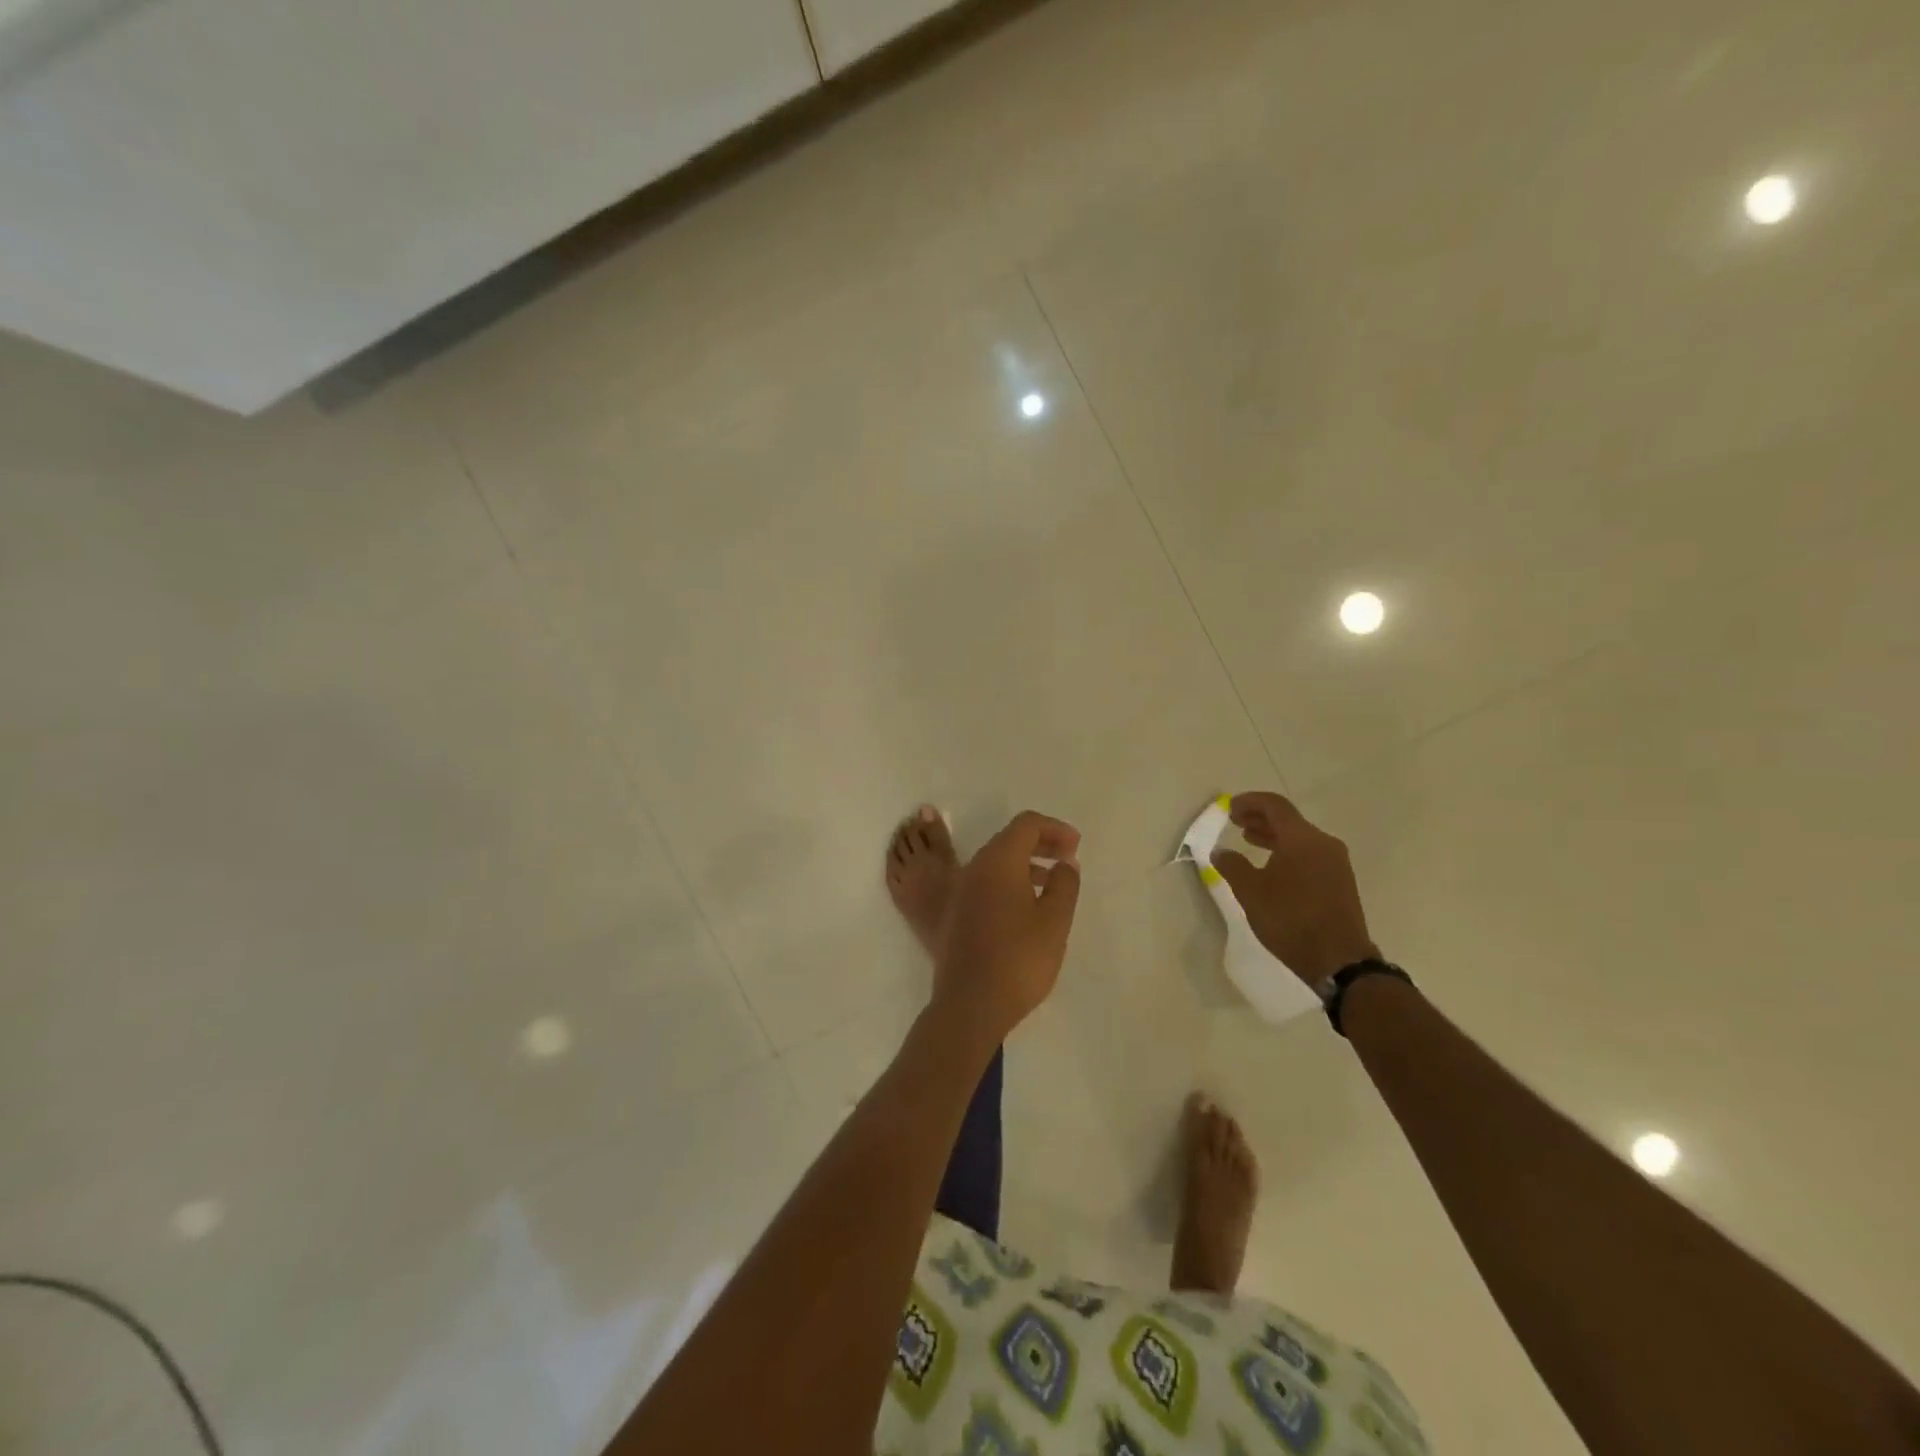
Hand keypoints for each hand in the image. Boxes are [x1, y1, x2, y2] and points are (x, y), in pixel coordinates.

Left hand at [933, 810, 1082, 1040]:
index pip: (1026, 824)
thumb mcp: (1055, 921)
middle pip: (1009, 840)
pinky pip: (986, 883)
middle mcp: (975, 868)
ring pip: (997, 863)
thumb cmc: (1019, 958)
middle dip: (1042, 843)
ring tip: (1054, 883)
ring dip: (1026, 865)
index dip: (1054, 829)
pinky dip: (1010, 883)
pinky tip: (1028, 907)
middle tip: (1068, 859)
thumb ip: (1065, 885)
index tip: (1076, 847)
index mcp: (998, 861)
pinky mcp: (956, 914)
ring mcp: (961, 891)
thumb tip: (1064, 864)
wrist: (969, 1004)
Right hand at [1211, 792, 1378, 985]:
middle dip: (1260, 817)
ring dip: (1273, 835)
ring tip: (1249, 840)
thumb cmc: (1290, 920)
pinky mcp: (1339, 881)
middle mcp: (1323, 843)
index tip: (1229, 807)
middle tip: (1235, 821)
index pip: (1275, 806)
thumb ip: (1232, 866)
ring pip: (1300, 837)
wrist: (1338, 961)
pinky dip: (1287, 850)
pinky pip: (1309, 853)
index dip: (1250, 802)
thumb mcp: (1251, 892)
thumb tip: (1220, 851)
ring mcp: (1335, 863)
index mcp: (1302, 839)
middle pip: (1289, 819)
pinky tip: (1271, 865)